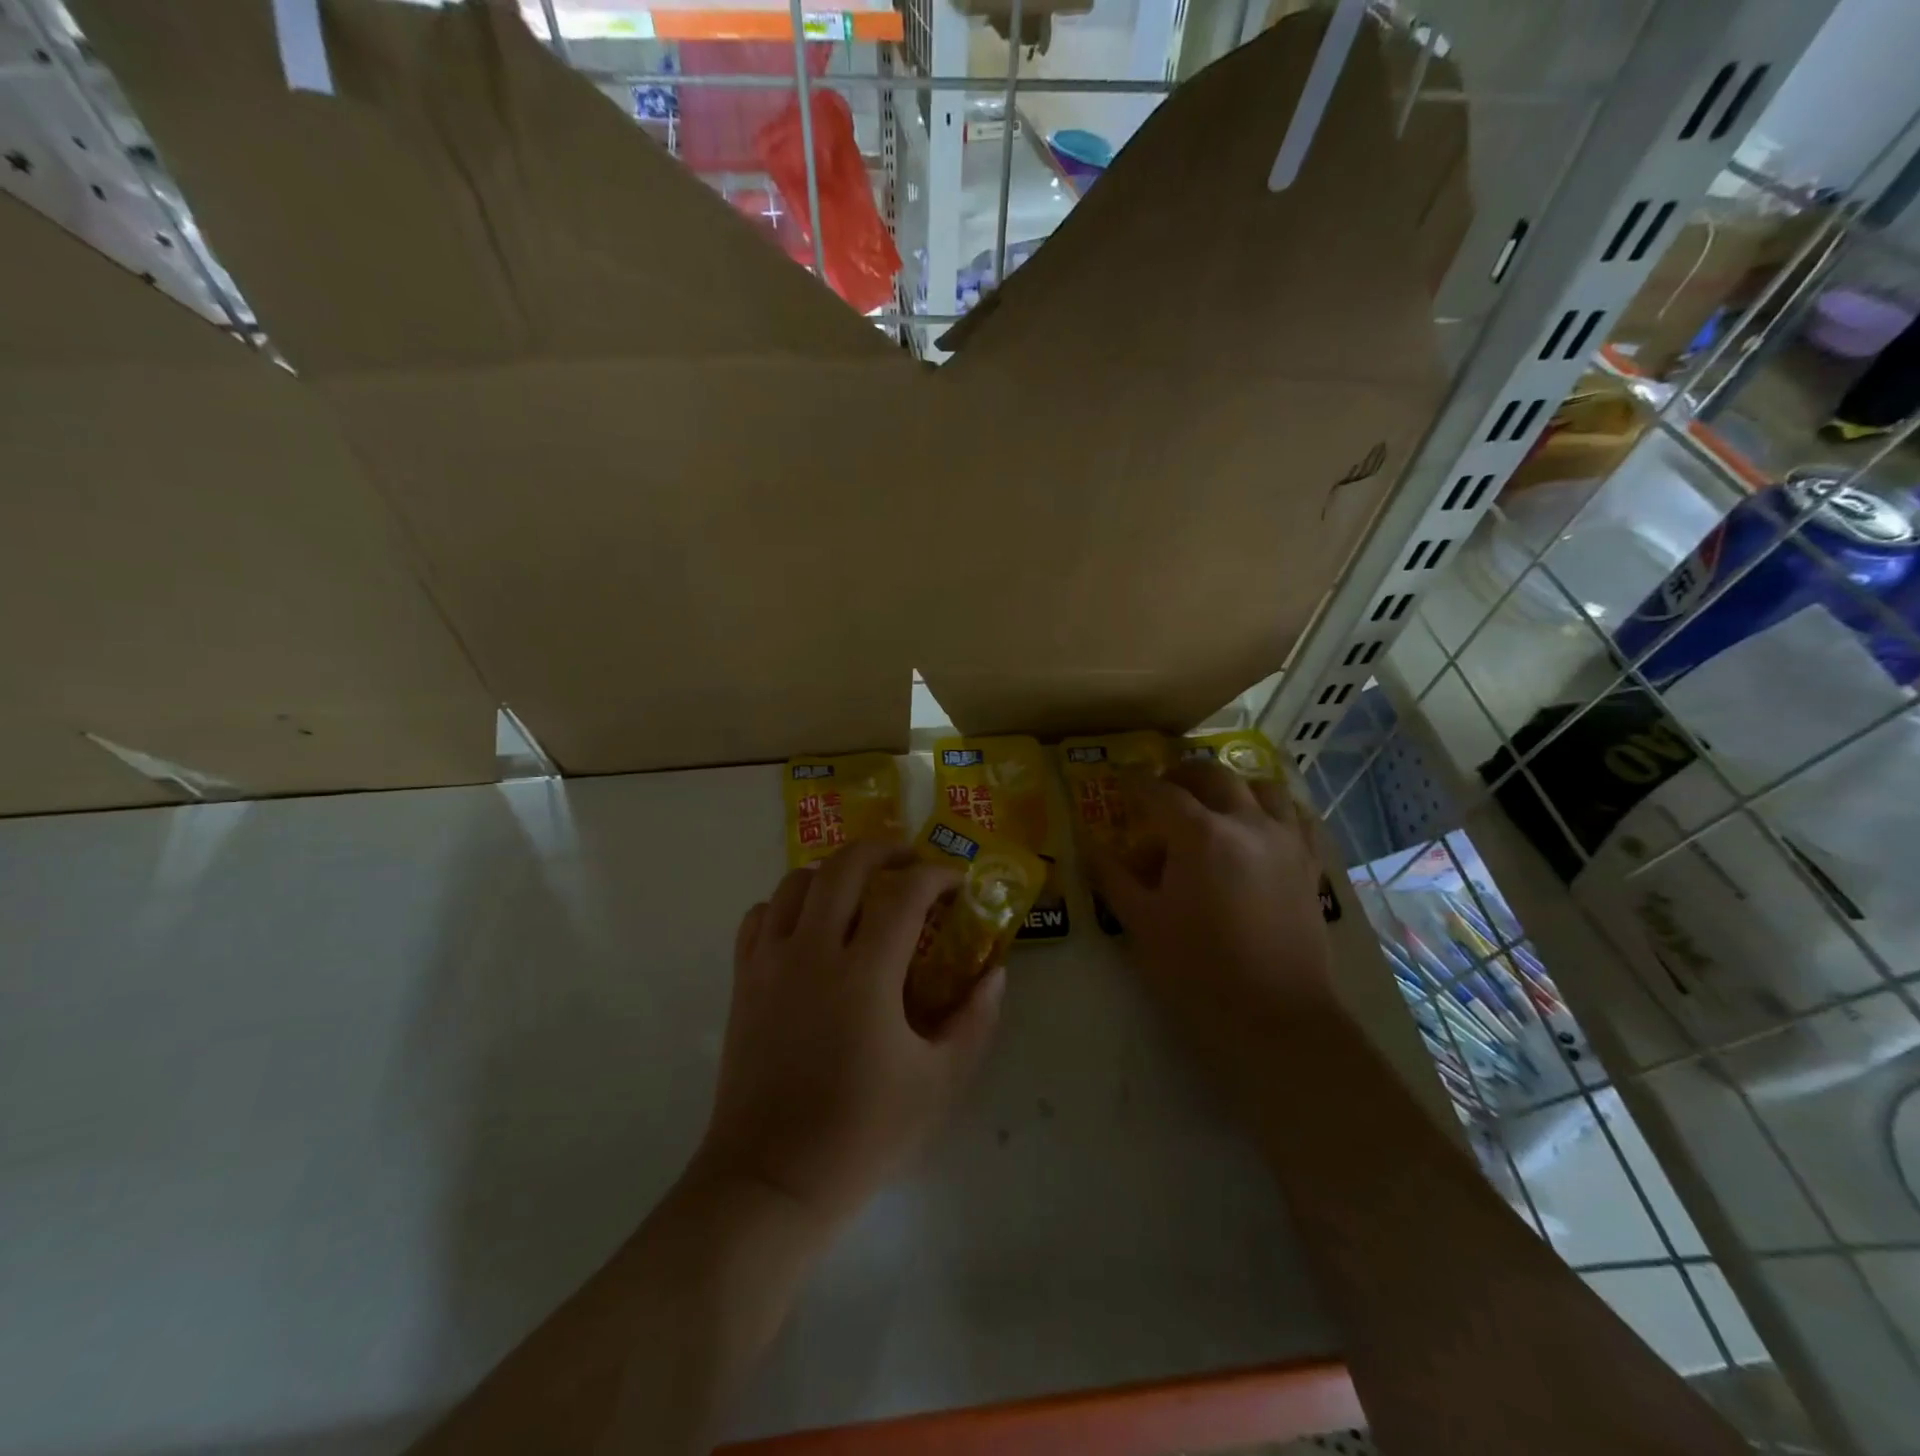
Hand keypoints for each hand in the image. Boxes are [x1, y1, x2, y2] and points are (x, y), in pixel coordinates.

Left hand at [695, 841, 1004, 1229]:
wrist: (771, 1180)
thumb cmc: (862, 1133)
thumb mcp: (940, 1083)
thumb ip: (975, 1020)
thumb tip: (996, 974)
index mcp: (865, 973)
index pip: (905, 892)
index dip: (937, 876)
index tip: (957, 885)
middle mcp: (813, 951)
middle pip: (845, 866)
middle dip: (885, 850)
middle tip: (911, 865)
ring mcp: (770, 962)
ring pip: (798, 881)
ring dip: (836, 873)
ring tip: (861, 891)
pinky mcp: (743, 980)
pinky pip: (760, 915)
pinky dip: (788, 903)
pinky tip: (810, 926)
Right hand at [1083, 760, 1335, 1054]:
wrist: (1275, 1018)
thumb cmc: (1197, 971)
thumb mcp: (1141, 923)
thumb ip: (1113, 877)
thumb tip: (1089, 847)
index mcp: (1200, 834)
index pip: (1159, 792)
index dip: (1135, 784)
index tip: (1120, 782)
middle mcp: (1246, 823)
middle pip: (1214, 775)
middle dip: (1183, 774)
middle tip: (1163, 788)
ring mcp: (1285, 841)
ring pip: (1263, 787)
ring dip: (1233, 786)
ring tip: (1215, 804)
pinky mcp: (1309, 865)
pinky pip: (1296, 818)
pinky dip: (1274, 810)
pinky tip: (1260, 827)